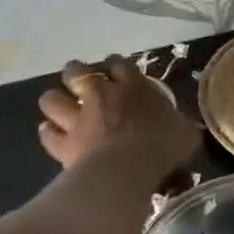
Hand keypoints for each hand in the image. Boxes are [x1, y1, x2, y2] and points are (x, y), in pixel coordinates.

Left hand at [37, 57, 199, 185]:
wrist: (128, 169)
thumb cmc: (163, 146)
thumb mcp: (185, 132)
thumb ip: (180, 124)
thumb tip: (186, 126)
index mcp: (133, 87)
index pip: (119, 64)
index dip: (116, 66)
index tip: (118, 72)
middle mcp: (101, 95)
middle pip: (77, 72)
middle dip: (77, 74)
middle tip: (84, 85)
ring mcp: (78, 118)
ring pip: (52, 99)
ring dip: (56, 101)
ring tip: (63, 107)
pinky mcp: (63, 143)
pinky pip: (48, 133)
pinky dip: (50, 132)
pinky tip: (54, 135)